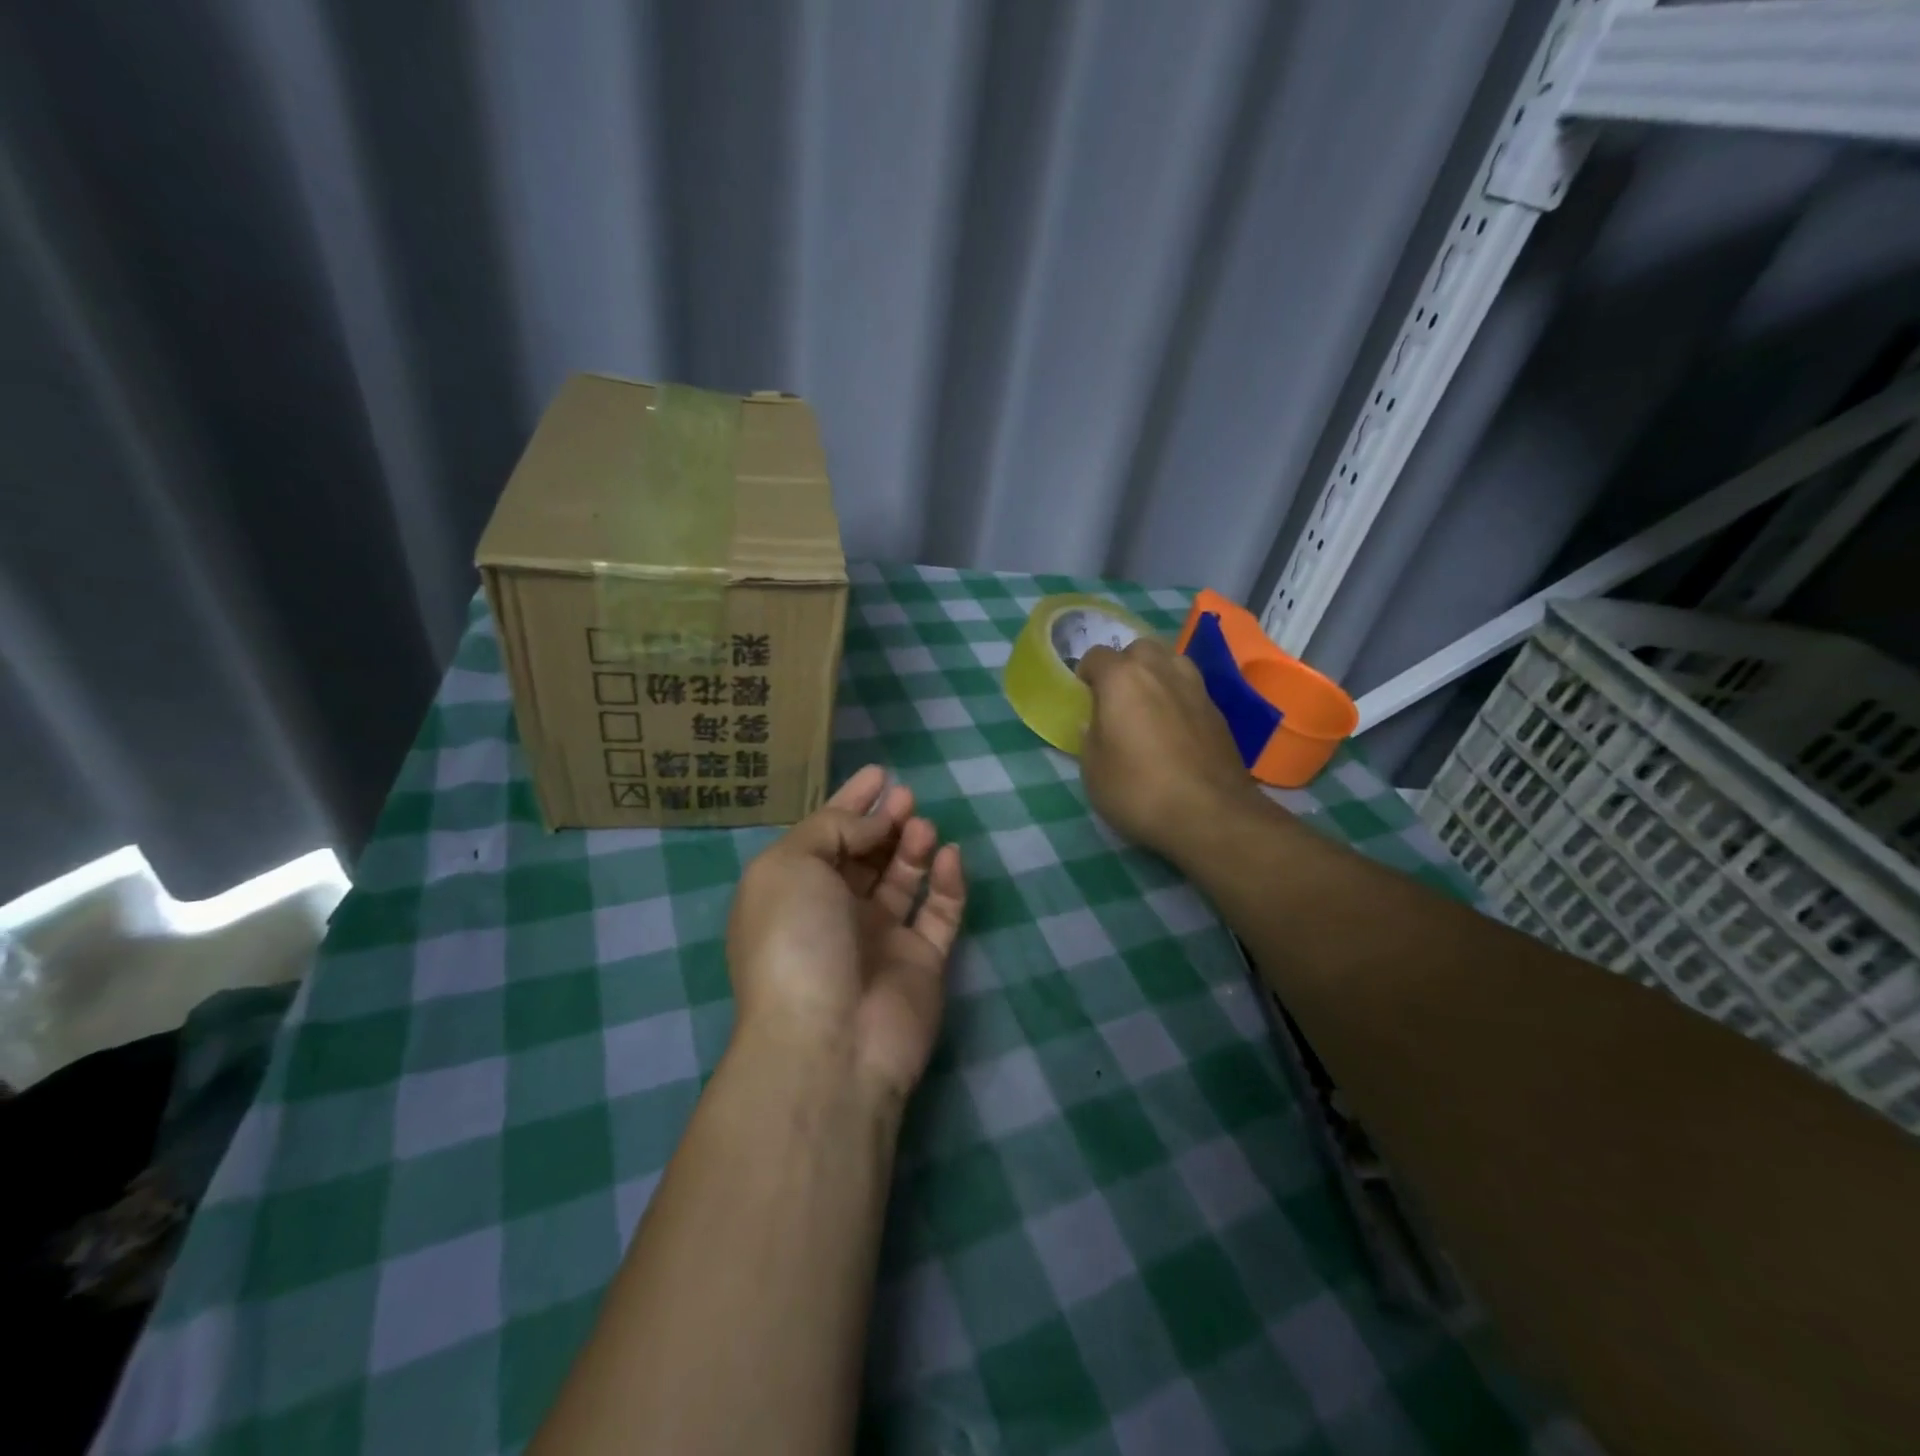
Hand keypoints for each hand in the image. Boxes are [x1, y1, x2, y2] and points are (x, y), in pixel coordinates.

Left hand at [726, 765, 966, 1105]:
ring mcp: (879, 940)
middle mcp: (834, 914)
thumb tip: (874, 822)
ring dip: (912, 846)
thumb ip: (832, 828)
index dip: (849, 803)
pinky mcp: (921, 963)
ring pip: (902, 881)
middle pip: (864, 856)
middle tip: (906, 796)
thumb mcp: (791, 865)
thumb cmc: (796, 940)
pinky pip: (939, 913)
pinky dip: (947, 883)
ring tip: (921, 824)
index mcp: (793, 893)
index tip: (878, 773)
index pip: (824, 836)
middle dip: (884, 821)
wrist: (829, 1040)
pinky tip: (949, 856)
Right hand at [1076, 637, 1266, 859]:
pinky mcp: (1218, 711)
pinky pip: (1191, 688)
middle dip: (1125, 665)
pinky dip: (1178, 697)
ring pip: (1171, 661)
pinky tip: (1175, 726)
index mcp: (1122, 678)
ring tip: (1149, 704)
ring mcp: (1195, 688)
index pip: (1097, 656)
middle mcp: (1161, 671)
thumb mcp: (1093, 770)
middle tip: (1117, 697)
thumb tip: (1095, 721)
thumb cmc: (1138, 790)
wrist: (1210, 814)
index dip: (1086, 673)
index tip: (1084, 696)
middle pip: (1139, 649)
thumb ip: (1090, 737)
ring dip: (1156, 673)